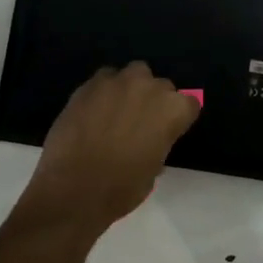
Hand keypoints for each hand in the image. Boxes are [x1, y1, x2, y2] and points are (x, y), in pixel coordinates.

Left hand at [16, 62, 199, 236]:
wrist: (74, 188)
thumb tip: (148, 139)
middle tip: (140, 124)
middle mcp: (148, 87)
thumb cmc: (122, 188)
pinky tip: (94, 111)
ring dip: (131, 89)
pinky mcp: (89, 84)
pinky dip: (104, 91)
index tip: (168, 132)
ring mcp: (117, 82)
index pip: (189, 104)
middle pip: (161, 86)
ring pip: (133, 74)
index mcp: (172, 110)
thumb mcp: (153, 169)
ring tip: (118, 111)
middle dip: (154, 101)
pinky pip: (104, 79)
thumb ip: (158, 143)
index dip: (178, 119)